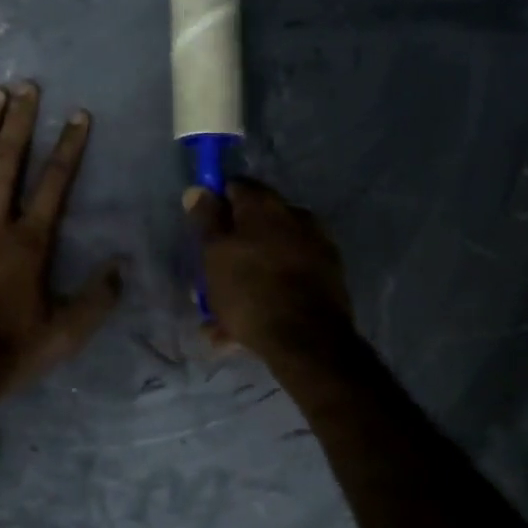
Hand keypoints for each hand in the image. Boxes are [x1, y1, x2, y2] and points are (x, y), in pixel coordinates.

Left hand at [0, 82, 122, 401]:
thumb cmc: (7, 353)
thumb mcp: (65, 335)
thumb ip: (97, 299)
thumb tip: (121, 264)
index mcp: (30, 243)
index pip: (55, 183)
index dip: (69, 146)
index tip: (78, 114)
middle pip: (9, 162)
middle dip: (20, 121)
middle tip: (27, 86)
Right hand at [184, 179, 353, 359]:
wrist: (308, 340)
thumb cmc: (250, 290)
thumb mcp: (214, 253)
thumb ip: (205, 219)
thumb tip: (198, 189)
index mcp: (265, 204)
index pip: (234, 187)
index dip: (215, 205)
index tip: (202, 232)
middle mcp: (296, 215)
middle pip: (254, 224)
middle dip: (231, 248)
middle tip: (210, 279)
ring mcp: (316, 245)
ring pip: (269, 256)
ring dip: (246, 276)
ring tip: (221, 316)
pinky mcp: (328, 276)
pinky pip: (287, 278)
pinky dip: (267, 292)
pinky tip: (244, 327)